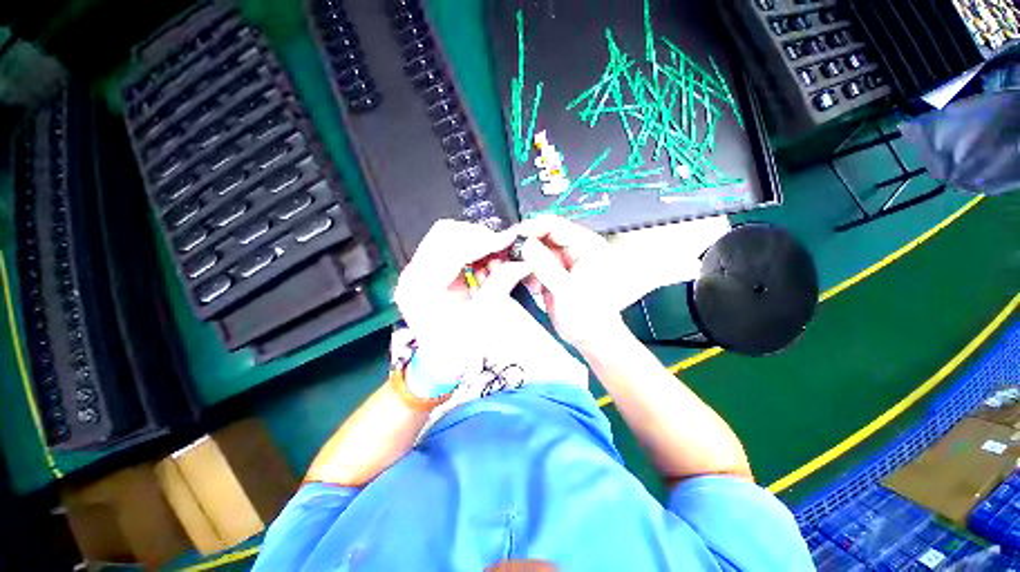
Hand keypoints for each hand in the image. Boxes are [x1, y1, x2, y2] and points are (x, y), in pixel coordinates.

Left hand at [395, 219, 585, 389]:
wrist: (441, 362)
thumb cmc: (460, 348)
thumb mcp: (484, 317)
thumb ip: (501, 283)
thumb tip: (524, 260)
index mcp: (421, 289)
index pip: (453, 250)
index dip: (485, 241)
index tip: (511, 238)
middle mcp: (412, 273)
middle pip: (445, 233)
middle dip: (480, 237)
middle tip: (504, 248)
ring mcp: (416, 269)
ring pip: (447, 235)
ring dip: (475, 241)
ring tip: (495, 259)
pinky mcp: (425, 269)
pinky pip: (449, 245)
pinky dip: (470, 249)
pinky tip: (484, 263)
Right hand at [515, 216, 633, 349]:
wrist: (592, 338)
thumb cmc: (590, 317)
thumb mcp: (567, 291)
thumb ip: (546, 266)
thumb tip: (525, 244)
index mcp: (587, 247)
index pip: (555, 226)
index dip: (532, 228)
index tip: (512, 236)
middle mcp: (576, 250)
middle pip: (543, 236)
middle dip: (524, 243)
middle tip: (506, 253)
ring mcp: (564, 262)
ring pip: (537, 250)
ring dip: (523, 258)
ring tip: (512, 269)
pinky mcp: (554, 273)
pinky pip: (536, 264)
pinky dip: (527, 270)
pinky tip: (528, 284)